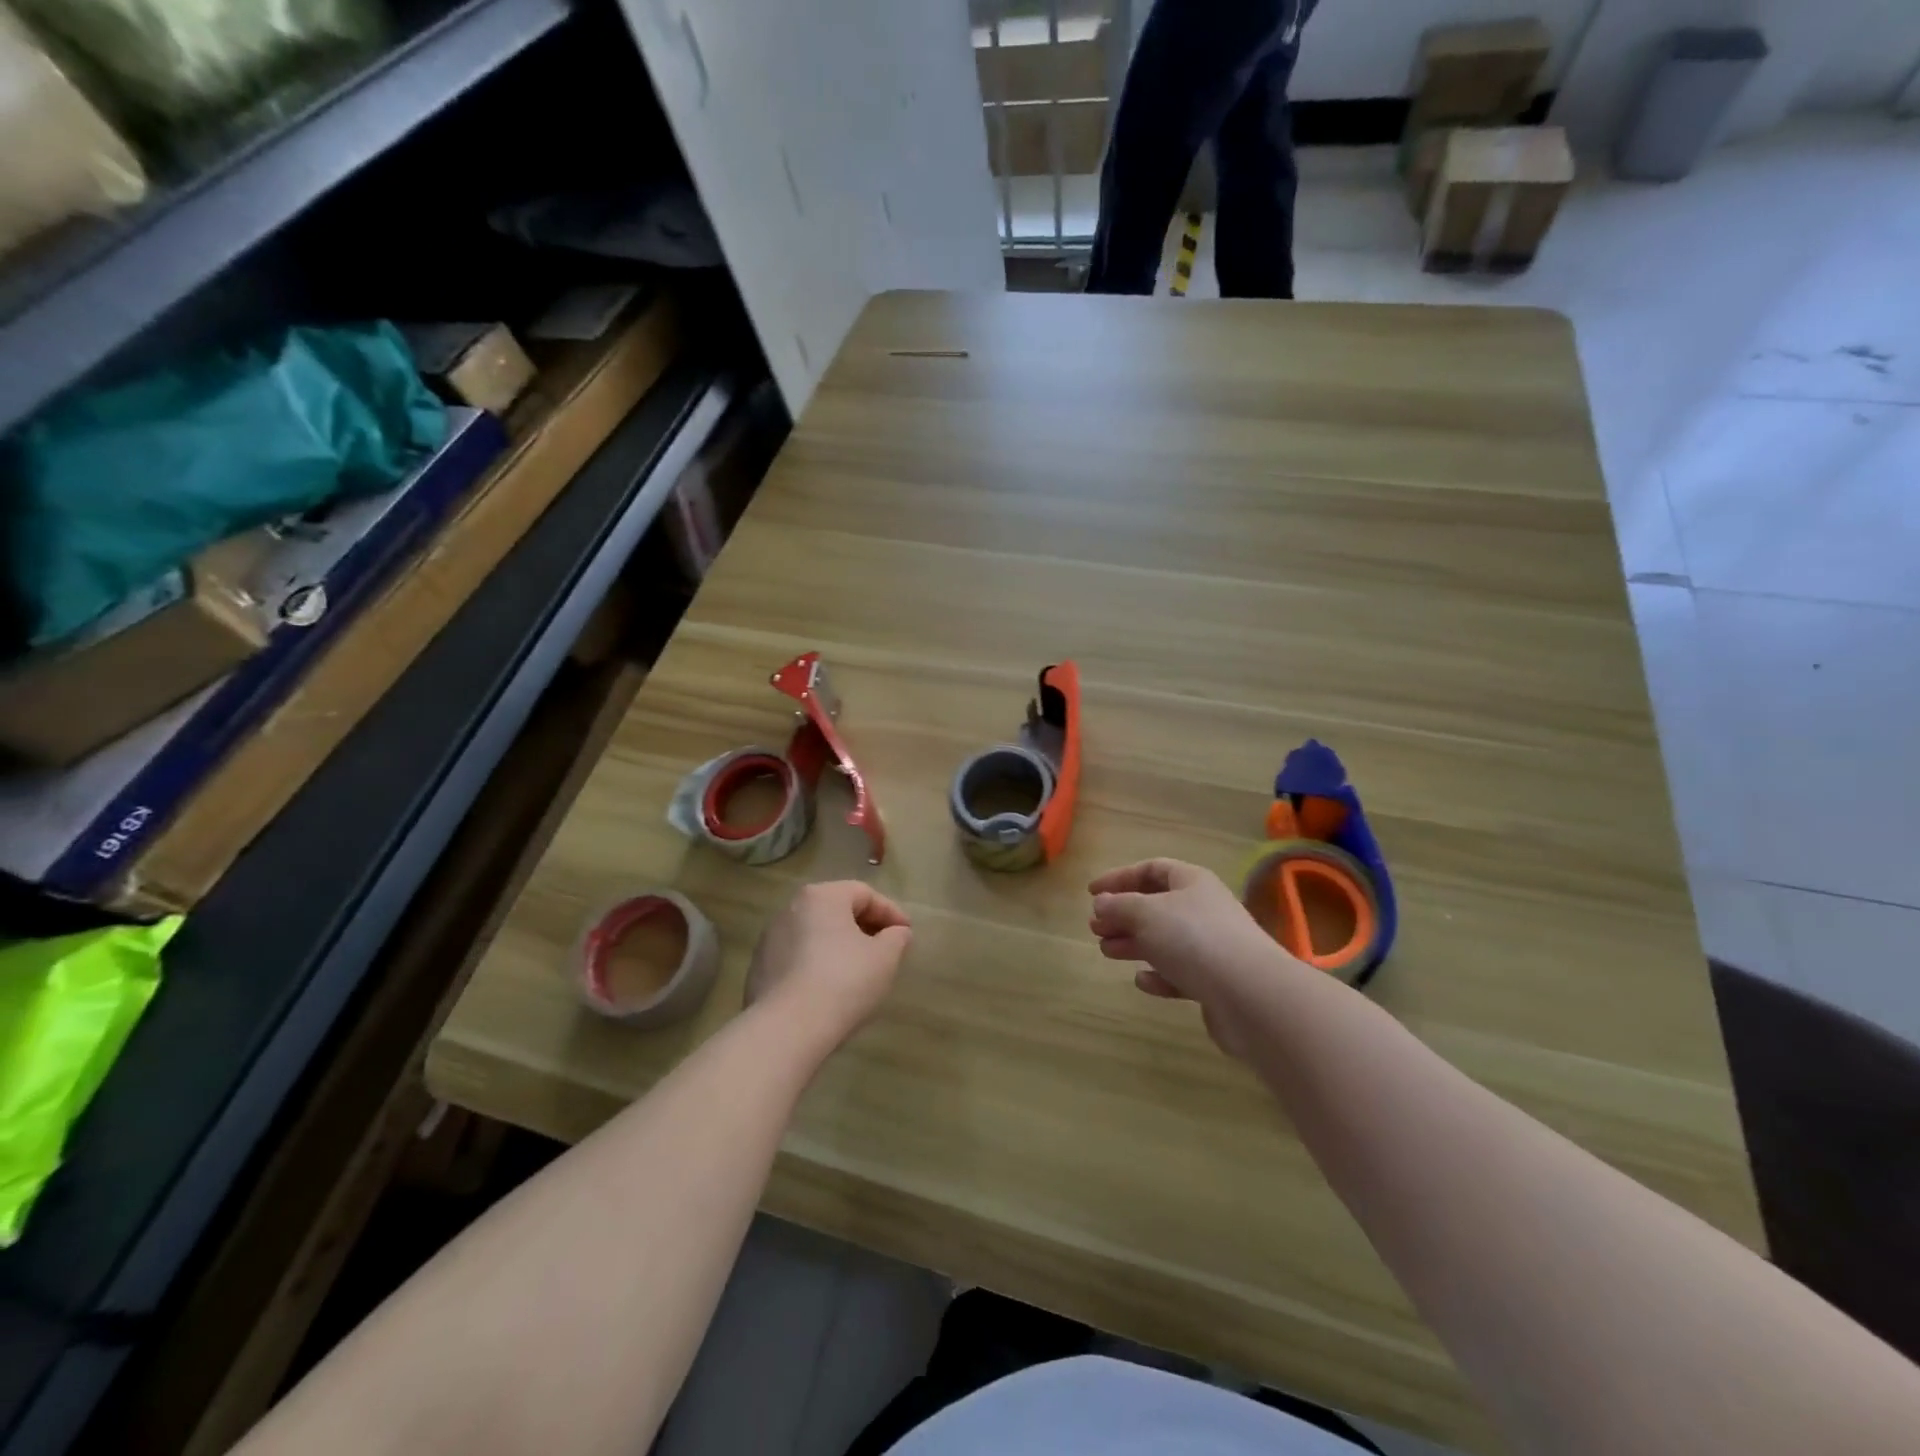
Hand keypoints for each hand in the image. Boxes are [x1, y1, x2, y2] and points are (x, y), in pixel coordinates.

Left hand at [745, 881, 912, 1044]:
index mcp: (822, 896)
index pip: (864, 894)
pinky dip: (818, 965)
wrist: (786, 1029)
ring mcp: (770, 939)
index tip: (907, 935)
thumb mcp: (884, 958)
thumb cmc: (843, 982)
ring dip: (840, 946)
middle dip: (865, 928)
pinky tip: (830, 990)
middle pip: (837, 911)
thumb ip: (896, 938)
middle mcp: (791, 909)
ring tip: (859, 972)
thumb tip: (897, 933)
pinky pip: (798, 958)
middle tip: (886, 951)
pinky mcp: (760, 968)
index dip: (891, 912)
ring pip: (816, 934)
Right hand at [1089, 859, 1303, 1058]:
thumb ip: (1119, 906)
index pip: (1152, 869)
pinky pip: (1181, 973)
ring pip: (1166, 940)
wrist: (1251, 995)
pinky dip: (1159, 975)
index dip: (1120, 878)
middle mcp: (1204, 909)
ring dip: (1134, 943)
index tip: (1091, 893)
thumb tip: (1102, 903)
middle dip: (1123, 915)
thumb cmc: (1194, 938)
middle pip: (1157, 905)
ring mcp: (1213, 947)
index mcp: (1192, 882)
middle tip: (1095, 928)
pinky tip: (1142, 981)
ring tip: (1107, 951)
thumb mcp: (1146, 913)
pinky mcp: (1216, 983)